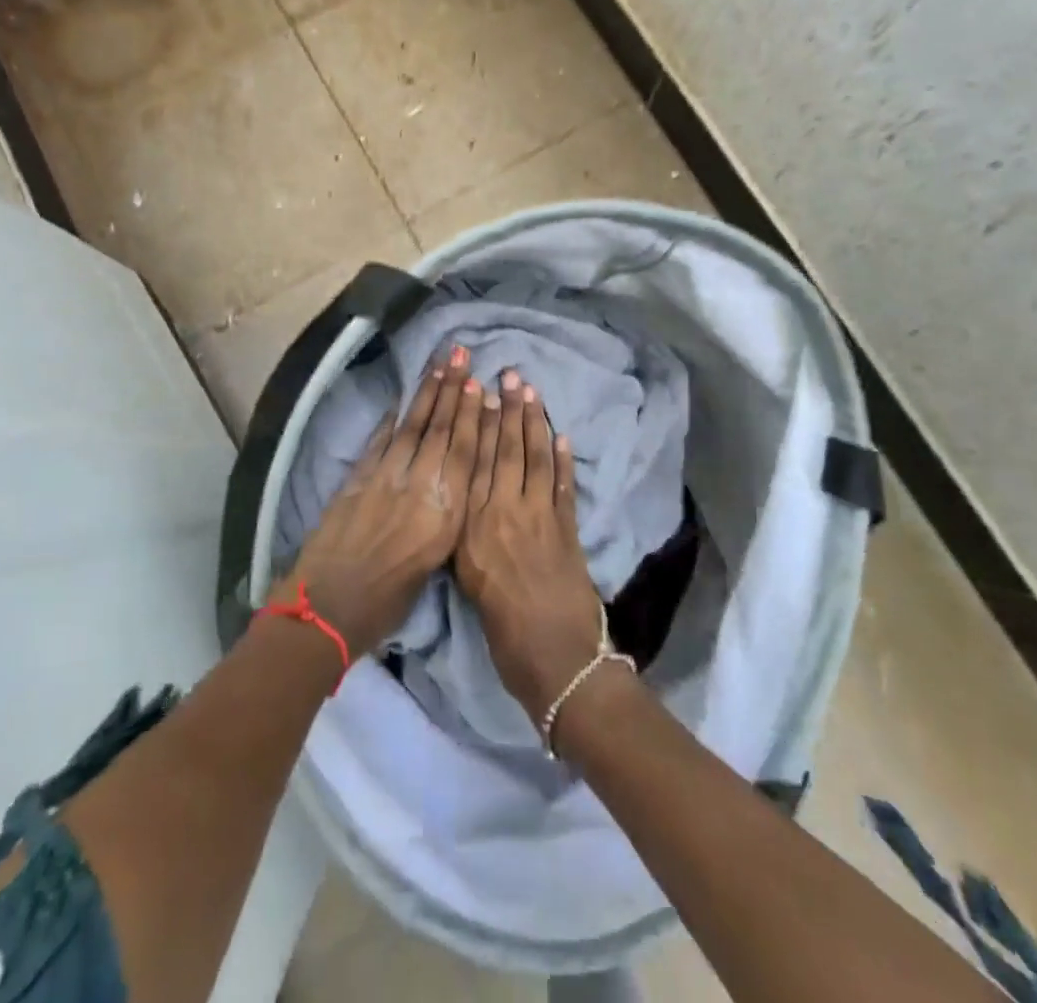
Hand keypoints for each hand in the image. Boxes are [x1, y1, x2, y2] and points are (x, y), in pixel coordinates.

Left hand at [275, 347, 485, 658]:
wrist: (327, 607)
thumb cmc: (387, 601)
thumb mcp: (432, 565)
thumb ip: (445, 521)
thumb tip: (448, 490)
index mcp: (443, 514)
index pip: (463, 454)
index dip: (472, 417)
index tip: (478, 386)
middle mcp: (418, 487)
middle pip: (440, 431)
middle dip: (452, 390)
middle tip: (460, 355)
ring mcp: (385, 478)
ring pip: (411, 428)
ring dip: (426, 394)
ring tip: (438, 364)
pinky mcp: (357, 478)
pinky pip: (380, 441)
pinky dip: (392, 419)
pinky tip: (401, 401)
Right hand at [454, 372, 605, 724]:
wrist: (556, 662)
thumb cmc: (502, 632)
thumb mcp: (468, 582)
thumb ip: (468, 538)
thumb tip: (468, 505)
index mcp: (474, 527)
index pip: (475, 464)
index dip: (478, 425)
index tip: (480, 392)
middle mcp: (504, 513)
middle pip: (505, 452)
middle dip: (508, 411)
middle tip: (510, 374)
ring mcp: (540, 518)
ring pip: (534, 460)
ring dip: (533, 424)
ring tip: (531, 391)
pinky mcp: (568, 529)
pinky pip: (563, 486)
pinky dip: (562, 459)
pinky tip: (560, 435)